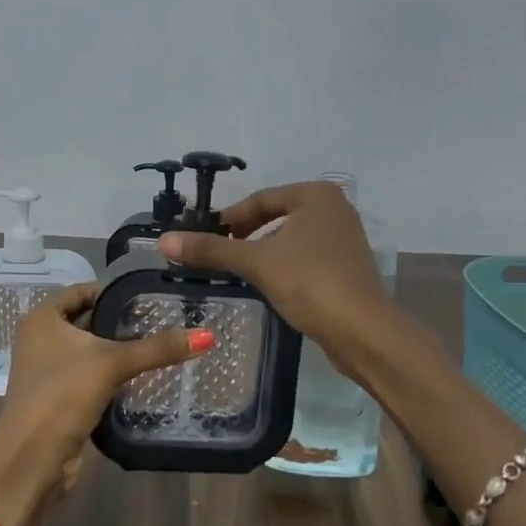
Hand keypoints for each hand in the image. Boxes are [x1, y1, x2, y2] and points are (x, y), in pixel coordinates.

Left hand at [0, 283, 212, 525]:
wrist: (32, 459)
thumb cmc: (63, 395)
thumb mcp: (113, 364)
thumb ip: (158, 348)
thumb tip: (207, 336)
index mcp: (42, 318)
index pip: (82, 290)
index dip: (114, 291)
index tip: (150, 295)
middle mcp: (40, 338)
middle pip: (87, 319)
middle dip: (120, 321)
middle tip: (161, 319)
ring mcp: (47, 369)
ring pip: (89, 349)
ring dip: (117, 349)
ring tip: (158, 344)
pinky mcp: (57, 396)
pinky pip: (89, 374)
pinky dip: (110, 373)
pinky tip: (140, 374)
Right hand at [157, 181, 394, 361]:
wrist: (362, 330)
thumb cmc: (310, 282)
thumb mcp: (256, 263)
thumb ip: (212, 250)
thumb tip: (163, 241)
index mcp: (315, 194)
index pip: (261, 199)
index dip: (230, 218)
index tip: (205, 238)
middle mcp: (334, 208)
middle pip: (276, 216)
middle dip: (246, 235)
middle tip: (219, 255)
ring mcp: (345, 237)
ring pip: (291, 237)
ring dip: (264, 251)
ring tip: (239, 271)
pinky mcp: (348, 265)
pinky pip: (307, 255)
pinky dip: (285, 265)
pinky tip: (270, 285)